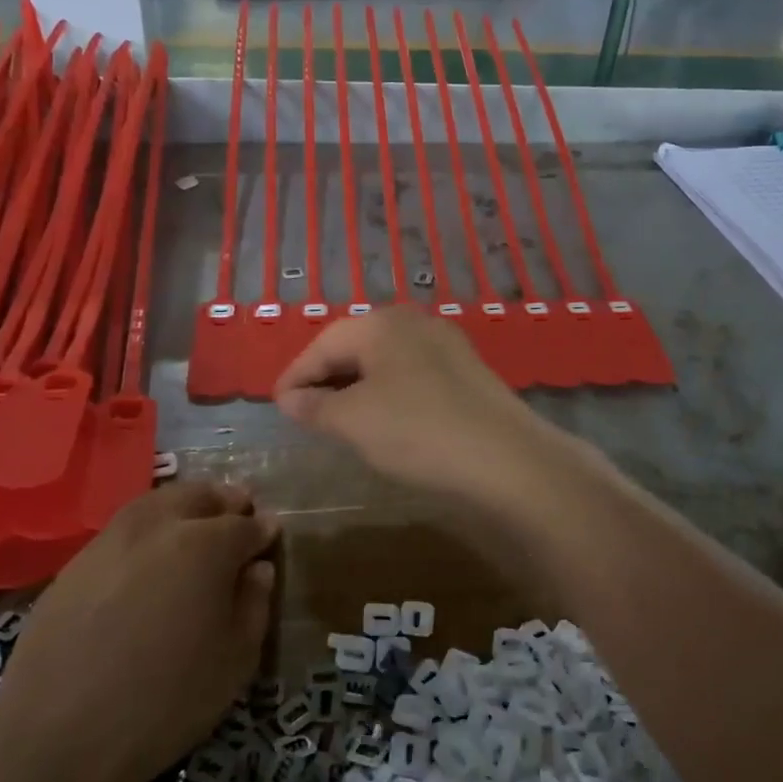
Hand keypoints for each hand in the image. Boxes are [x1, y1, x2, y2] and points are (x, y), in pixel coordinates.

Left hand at [0, 482, 277, 781]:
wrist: (56, 738)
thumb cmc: (165, 702)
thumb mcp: (235, 661)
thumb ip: (254, 604)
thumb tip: (257, 569)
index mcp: (206, 545)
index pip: (246, 524)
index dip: (263, 530)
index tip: (271, 535)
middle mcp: (159, 526)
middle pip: (200, 495)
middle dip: (225, 501)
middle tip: (239, 514)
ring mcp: (111, 540)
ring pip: (157, 503)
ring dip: (184, 506)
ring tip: (194, 526)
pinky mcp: (76, 562)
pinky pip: (123, 530)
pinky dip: (147, 529)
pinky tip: (149, 557)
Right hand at [274, 306, 571, 508]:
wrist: (506, 459)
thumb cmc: (417, 431)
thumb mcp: (354, 421)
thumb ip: (315, 406)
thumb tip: (289, 398)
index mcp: (382, 323)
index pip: (323, 343)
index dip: (295, 375)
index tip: (276, 405)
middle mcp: (415, 322)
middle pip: (355, 346)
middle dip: (326, 378)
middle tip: (304, 413)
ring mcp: (447, 344)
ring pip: (385, 361)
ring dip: (357, 387)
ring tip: (338, 420)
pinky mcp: (467, 372)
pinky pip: (412, 375)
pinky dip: (388, 393)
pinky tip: (385, 420)